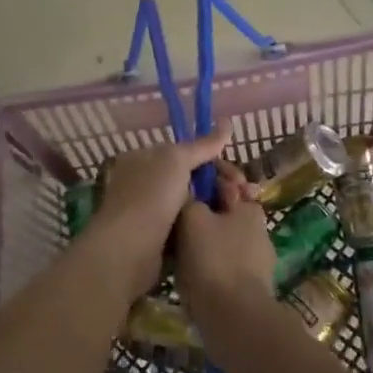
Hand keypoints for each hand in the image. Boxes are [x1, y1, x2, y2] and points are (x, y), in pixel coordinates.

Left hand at [87, 131, 234, 300]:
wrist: (128, 251)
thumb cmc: (150, 196)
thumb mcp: (177, 160)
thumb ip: (203, 144)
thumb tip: (227, 122)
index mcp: (144, 158)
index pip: (187, 153)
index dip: (214, 160)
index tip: (237, 175)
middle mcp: (146, 182)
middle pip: (193, 177)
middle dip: (221, 184)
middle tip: (244, 194)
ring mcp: (152, 211)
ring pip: (194, 202)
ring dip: (218, 205)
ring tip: (240, 210)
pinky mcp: (159, 239)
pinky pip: (189, 225)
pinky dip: (206, 225)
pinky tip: (224, 229)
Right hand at [175, 186, 277, 325]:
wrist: (235, 320)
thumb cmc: (214, 260)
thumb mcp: (192, 218)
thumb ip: (189, 198)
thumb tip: (188, 190)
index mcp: (250, 206)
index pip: (227, 181)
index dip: (206, 177)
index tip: (184, 182)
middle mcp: (259, 229)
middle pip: (225, 211)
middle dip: (203, 212)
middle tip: (175, 218)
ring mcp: (258, 261)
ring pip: (224, 240)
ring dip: (204, 240)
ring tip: (176, 248)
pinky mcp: (252, 288)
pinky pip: (224, 266)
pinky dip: (209, 265)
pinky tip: (190, 274)